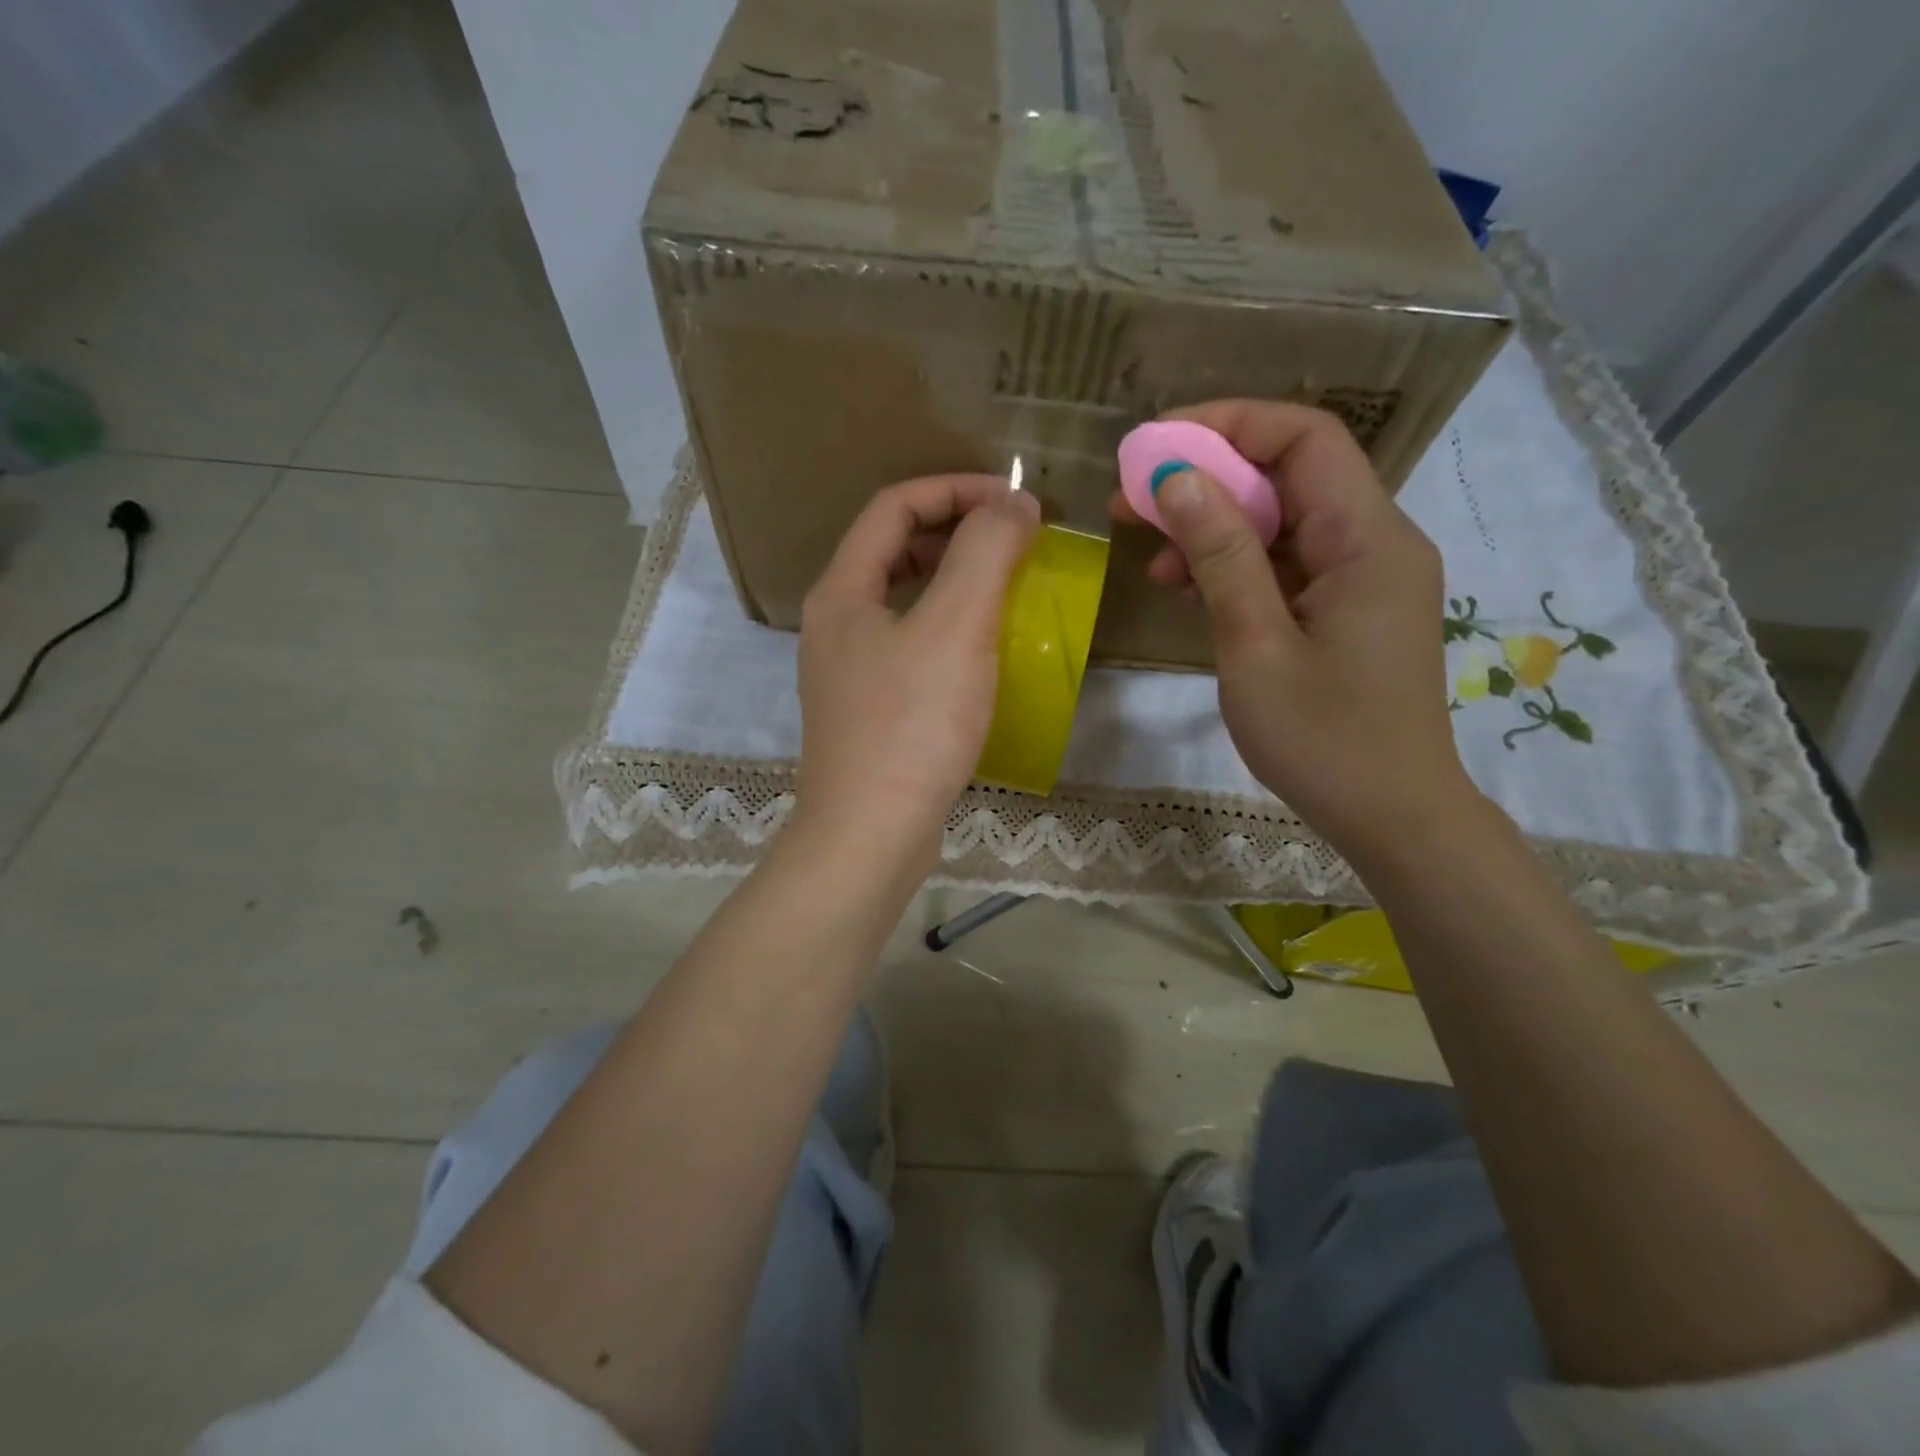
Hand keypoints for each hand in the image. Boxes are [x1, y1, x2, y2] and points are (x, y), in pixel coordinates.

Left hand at [794, 474, 1040, 876]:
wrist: (870, 834)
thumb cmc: (912, 725)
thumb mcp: (956, 626)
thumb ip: (986, 552)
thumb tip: (1012, 502)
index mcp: (842, 591)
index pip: (893, 507)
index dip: (954, 489)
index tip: (1013, 502)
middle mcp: (835, 624)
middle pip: (891, 549)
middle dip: (953, 532)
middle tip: (1010, 542)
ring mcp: (847, 671)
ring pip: (901, 601)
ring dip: (951, 582)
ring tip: (1003, 590)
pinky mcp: (867, 711)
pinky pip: (908, 647)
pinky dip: (946, 630)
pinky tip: (982, 654)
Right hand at [1113, 401, 1474, 858]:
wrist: (1392, 817)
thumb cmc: (1324, 740)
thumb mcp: (1256, 646)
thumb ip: (1222, 557)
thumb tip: (1179, 480)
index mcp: (1367, 540)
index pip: (1304, 438)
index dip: (1228, 425)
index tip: (1155, 447)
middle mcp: (1376, 543)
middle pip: (1291, 475)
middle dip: (1208, 478)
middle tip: (1133, 502)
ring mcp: (1364, 579)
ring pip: (1285, 522)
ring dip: (1216, 528)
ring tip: (1151, 559)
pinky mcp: (1348, 611)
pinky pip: (1289, 565)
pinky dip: (1238, 567)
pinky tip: (1189, 590)